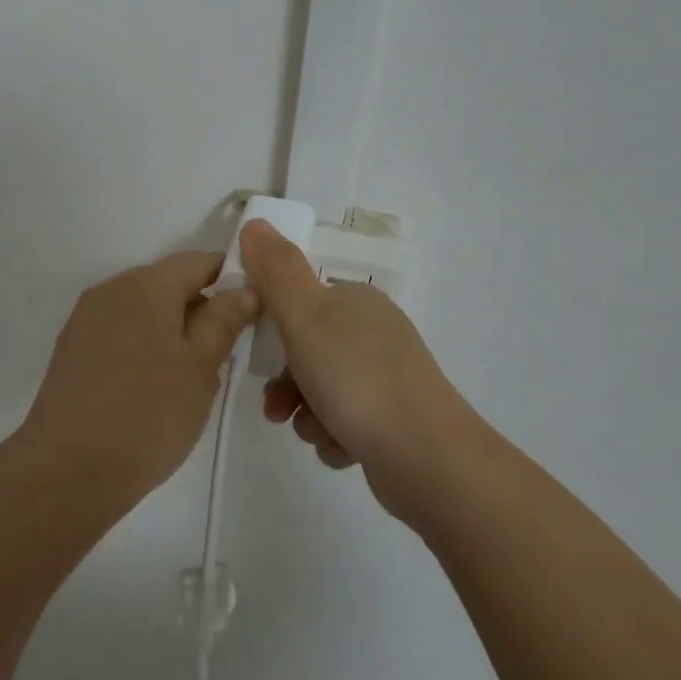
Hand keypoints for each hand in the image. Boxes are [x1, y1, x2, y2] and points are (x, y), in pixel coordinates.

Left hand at [21, 252, 259, 498]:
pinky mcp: (72, 349)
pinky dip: (145, 348)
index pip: (199, 262)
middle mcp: (111, 289)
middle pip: (169, 284)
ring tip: (192, 379)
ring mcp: (86, 319)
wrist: (68, 469)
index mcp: (145, 284)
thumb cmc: (147, 413)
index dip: (232, 279)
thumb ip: (224, 319)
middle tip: (227, 355)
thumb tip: (243, 287)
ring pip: (145, 311)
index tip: (254, 314)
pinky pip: (121, 333)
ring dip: (173, 332)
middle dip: (202, 310)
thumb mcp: (201, 366)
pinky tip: (154, 389)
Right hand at [239, 220, 474, 525]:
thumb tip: (254, 222)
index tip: (257, 352)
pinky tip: (340, 447)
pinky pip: (344, 422)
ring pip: (321, 391)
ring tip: (313, 431)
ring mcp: (386, 378)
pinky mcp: (392, 421)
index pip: (299, 301)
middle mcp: (374, 333)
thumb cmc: (356, 378)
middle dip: (286, 382)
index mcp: (356, 301)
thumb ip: (275, 271)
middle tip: (277, 406)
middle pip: (306, 350)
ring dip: (306, 414)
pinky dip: (334, 436)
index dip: (272, 327)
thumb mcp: (305, 316)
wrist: (426, 457)